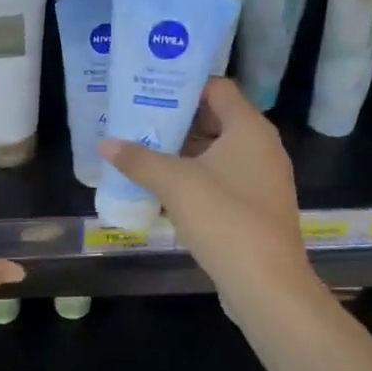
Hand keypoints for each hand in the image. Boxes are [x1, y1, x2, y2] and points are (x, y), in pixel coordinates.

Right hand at [99, 78, 310, 299]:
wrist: (266, 284)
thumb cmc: (224, 220)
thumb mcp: (174, 184)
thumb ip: (139, 159)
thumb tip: (105, 144)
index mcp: (249, 129)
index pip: (217, 88)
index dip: (183, 85)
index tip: (149, 89)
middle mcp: (262, 147)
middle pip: (216, 119)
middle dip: (176, 120)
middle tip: (138, 121)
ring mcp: (262, 179)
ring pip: (218, 152)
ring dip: (183, 151)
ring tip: (143, 151)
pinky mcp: (257, 207)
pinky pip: (223, 178)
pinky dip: (196, 177)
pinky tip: (164, 188)